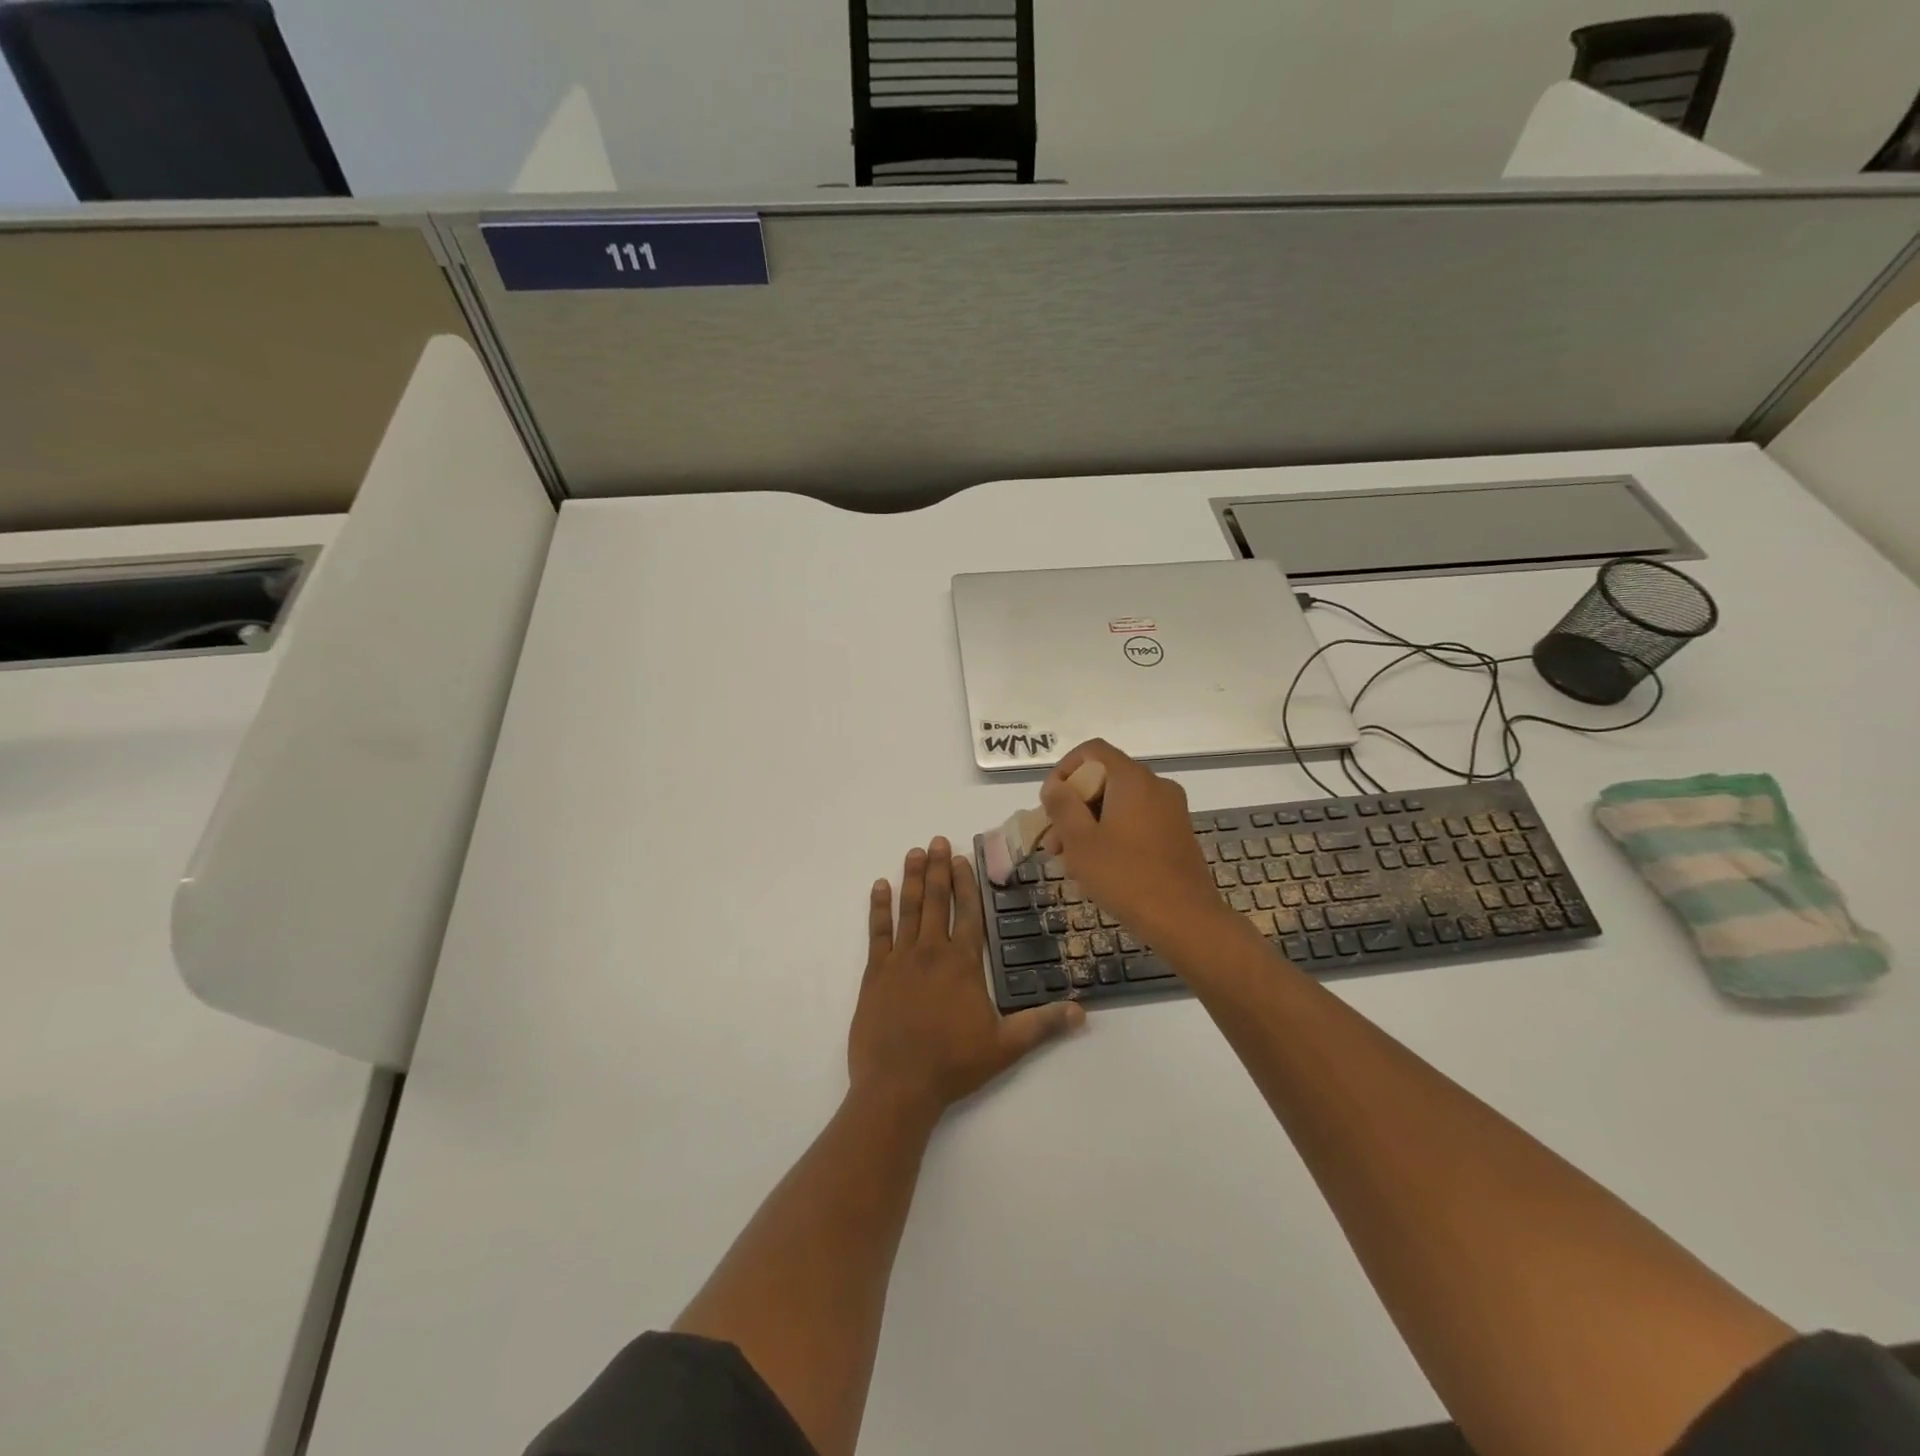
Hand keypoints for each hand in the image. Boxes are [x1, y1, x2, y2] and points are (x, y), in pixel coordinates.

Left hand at [848, 838, 1083, 1124]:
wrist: (897, 1086)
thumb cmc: (953, 1064)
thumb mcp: (1005, 1046)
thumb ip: (1042, 1024)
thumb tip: (1082, 1011)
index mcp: (962, 964)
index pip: (967, 913)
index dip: (966, 883)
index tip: (963, 857)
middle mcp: (931, 952)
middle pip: (937, 901)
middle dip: (939, 869)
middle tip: (937, 840)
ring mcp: (900, 960)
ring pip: (908, 909)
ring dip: (913, 879)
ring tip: (915, 853)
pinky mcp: (875, 973)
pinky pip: (877, 932)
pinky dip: (879, 908)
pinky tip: (880, 886)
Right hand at [1038, 739, 1238, 954]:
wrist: (1185, 920)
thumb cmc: (1125, 876)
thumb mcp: (1081, 841)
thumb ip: (1063, 806)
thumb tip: (1056, 786)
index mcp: (1132, 779)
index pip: (1092, 751)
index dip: (1064, 771)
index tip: (1049, 805)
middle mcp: (1156, 786)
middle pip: (1104, 780)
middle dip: (1073, 808)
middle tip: (1053, 844)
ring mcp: (1171, 811)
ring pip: (1118, 805)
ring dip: (1089, 826)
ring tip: (1070, 863)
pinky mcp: (1177, 835)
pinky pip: (1136, 822)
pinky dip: (1113, 835)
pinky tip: (1098, 870)